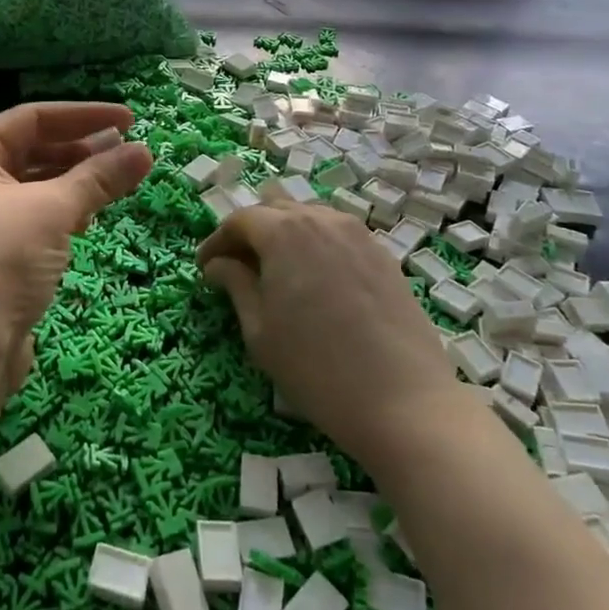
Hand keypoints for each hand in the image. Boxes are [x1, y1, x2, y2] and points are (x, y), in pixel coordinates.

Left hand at [0, 102, 151, 395]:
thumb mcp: (52, 211)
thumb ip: (99, 178)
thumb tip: (144, 151)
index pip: (30, 118)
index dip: (81, 115)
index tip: (128, 119)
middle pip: (32, 151)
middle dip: (81, 148)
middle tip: (128, 150)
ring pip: (35, 187)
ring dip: (76, 181)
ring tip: (118, 180)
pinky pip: (34, 219)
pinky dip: (64, 212)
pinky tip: (91, 216)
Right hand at [199, 203, 463, 469]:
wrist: (403, 401)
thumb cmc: (316, 368)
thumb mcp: (260, 331)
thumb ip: (235, 286)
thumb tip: (217, 265)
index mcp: (283, 232)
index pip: (240, 220)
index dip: (217, 242)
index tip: (205, 269)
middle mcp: (321, 219)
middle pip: (275, 208)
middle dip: (250, 231)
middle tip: (238, 266)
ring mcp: (358, 234)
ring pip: (310, 217)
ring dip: (286, 234)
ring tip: (277, 270)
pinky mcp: (383, 254)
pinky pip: (339, 234)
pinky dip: (317, 245)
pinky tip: (317, 279)